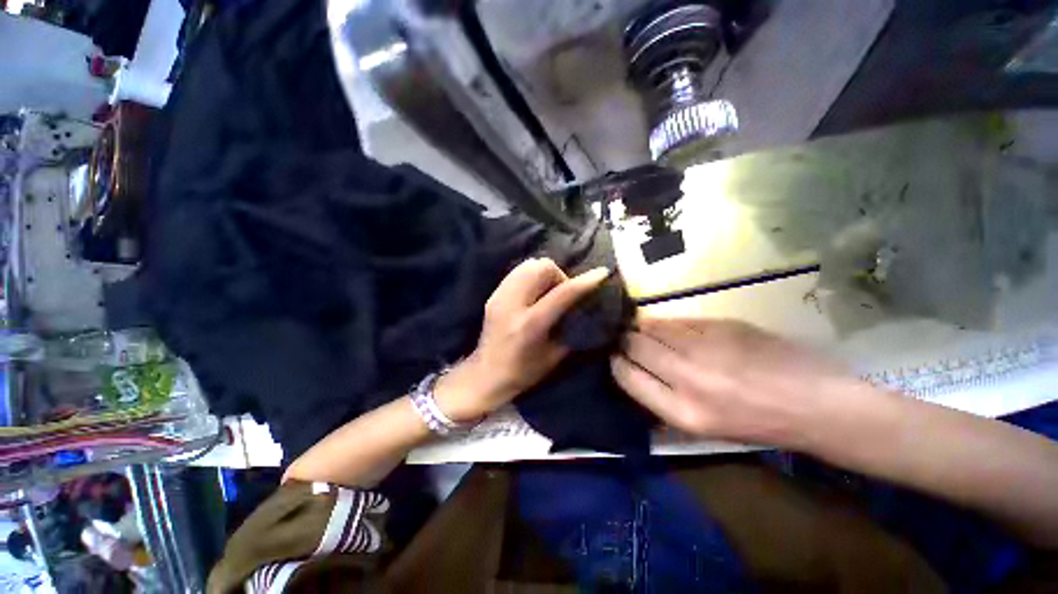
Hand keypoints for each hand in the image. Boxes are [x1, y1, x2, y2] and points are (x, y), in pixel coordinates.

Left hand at [435, 258, 609, 422]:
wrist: (485, 375)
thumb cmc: (523, 372)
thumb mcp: (554, 356)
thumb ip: (571, 328)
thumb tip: (586, 307)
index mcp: (530, 325)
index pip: (561, 293)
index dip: (585, 281)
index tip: (601, 273)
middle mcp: (512, 304)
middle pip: (541, 267)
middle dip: (559, 275)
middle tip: (562, 293)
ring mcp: (499, 296)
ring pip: (528, 264)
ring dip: (544, 273)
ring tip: (547, 292)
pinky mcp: (493, 294)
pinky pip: (517, 272)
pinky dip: (531, 276)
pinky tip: (534, 293)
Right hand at [611, 316, 866, 448]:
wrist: (816, 405)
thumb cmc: (756, 424)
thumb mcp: (703, 426)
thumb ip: (663, 398)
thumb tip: (633, 369)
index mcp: (683, 413)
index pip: (627, 377)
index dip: (616, 362)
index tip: (615, 356)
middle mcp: (688, 378)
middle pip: (635, 345)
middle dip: (625, 339)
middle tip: (626, 337)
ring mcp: (706, 348)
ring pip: (653, 326)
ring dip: (643, 326)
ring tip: (643, 328)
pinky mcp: (722, 326)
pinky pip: (679, 320)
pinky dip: (668, 322)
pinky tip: (671, 326)